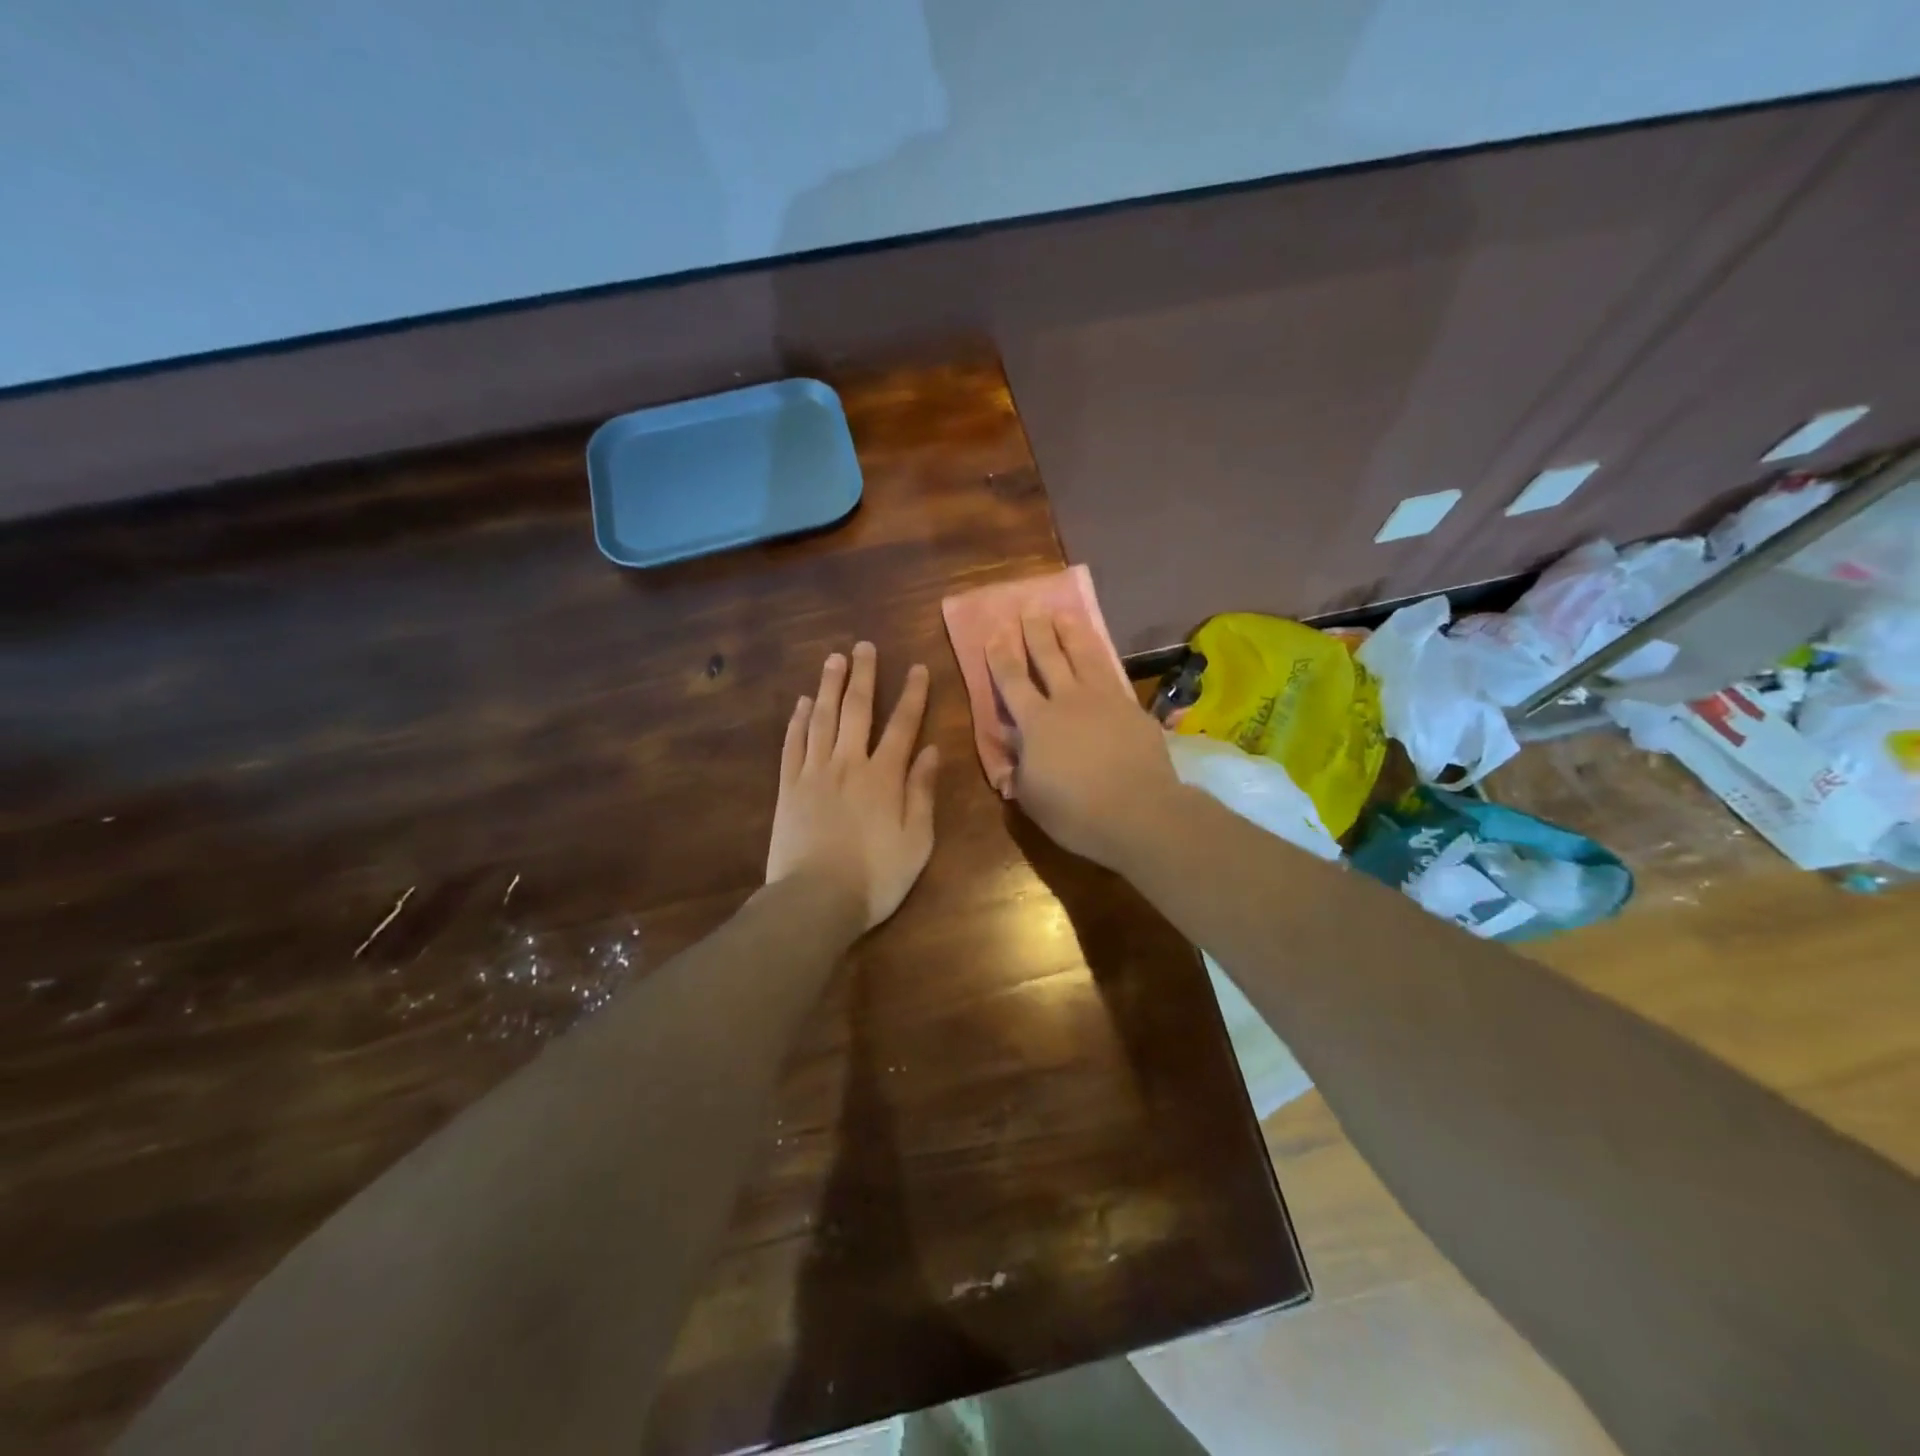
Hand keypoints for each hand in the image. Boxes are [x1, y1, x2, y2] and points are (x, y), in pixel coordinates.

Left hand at [767, 642, 939, 929]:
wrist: (814, 900)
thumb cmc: (875, 877)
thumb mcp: (916, 841)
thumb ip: (922, 792)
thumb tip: (930, 750)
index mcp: (884, 776)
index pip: (902, 725)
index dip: (912, 695)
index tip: (916, 667)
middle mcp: (848, 763)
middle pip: (856, 710)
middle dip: (863, 676)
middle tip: (864, 646)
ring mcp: (813, 773)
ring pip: (821, 719)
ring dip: (828, 686)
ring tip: (833, 659)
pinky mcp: (788, 788)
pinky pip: (792, 745)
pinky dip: (797, 721)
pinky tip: (802, 703)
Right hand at [985, 611, 1185, 870]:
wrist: (1140, 813)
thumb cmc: (1076, 813)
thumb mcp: (1032, 798)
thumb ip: (1019, 769)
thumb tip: (1012, 750)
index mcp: (1036, 723)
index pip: (1012, 680)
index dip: (1001, 656)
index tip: (995, 633)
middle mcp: (1068, 701)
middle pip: (1049, 656)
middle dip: (1036, 631)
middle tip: (1030, 608)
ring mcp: (1104, 700)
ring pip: (1084, 655)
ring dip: (1071, 632)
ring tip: (1063, 614)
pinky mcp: (1132, 709)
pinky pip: (1112, 674)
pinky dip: (1101, 658)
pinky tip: (1100, 654)